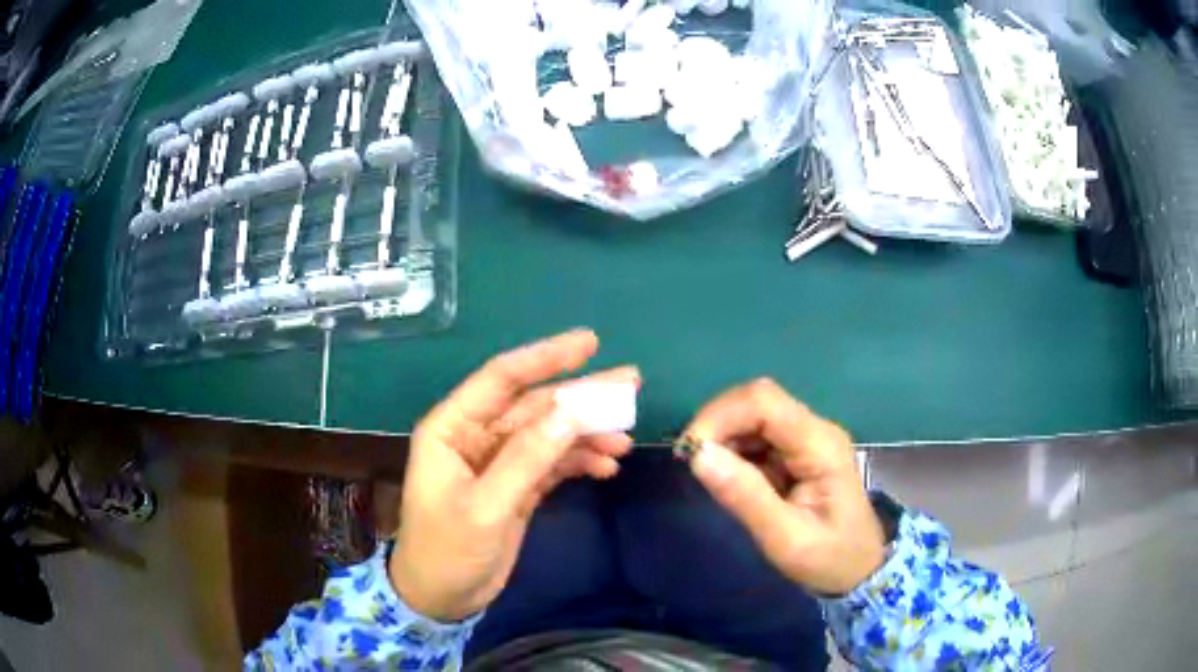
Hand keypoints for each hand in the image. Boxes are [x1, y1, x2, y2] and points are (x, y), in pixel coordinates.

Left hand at [389, 329, 636, 621]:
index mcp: (453, 428)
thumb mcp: (487, 506)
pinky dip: (580, 462)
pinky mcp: (516, 486)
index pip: (502, 378)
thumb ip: (528, 457)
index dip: (546, 356)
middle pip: (534, 405)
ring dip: (586, 435)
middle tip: (631, 384)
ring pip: (549, 434)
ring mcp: (499, 462)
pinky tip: (607, 468)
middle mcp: (476, 436)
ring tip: (624, 441)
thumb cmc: (448, 549)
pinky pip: (552, 463)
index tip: (591, 342)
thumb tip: (573, 411)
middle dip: (581, 396)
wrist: (441, 597)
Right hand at [683, 379, 885, 595]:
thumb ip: (745, 497)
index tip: (690, 452)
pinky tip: (728, 476)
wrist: (860, 570)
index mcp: (819, 445)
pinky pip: (759, 435)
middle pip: (758, 401)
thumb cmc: (828, 558)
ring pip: (755, 414)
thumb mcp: (785, 538)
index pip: (764, 402)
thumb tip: (698, 455)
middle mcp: (815, 430)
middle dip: (718, 423)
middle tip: (691, 462)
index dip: (720, 416)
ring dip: (724, 436)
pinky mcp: (799, 452)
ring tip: (707, 472)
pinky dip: (735, 449)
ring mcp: (808, 439)